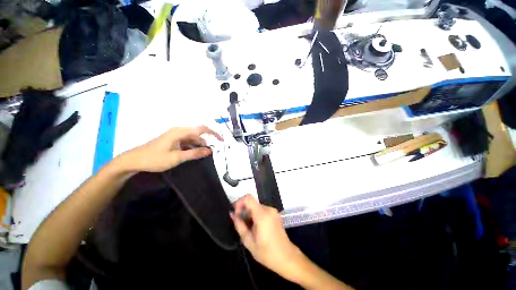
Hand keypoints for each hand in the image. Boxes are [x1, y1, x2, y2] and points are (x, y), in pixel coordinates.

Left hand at [116, 126, 222, 172]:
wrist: (134, 160)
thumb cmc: (155, 158)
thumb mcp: (177, 157)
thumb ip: (194, 153)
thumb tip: (210, 150)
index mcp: (180, 132)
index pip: (202, 129)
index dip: (213, 133)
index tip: (221, 141)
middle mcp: (179, 131)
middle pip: (198, 134)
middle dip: (205, 143)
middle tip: (210, 154)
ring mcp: (175, 136)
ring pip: (192, 139)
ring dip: (198, 146)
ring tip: (202, 156)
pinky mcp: (173, 141)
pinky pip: (187, 142)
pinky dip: (192, 148)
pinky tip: (192, 155)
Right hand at [230, 195, 302, 280]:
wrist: (287, 257)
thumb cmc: (267, 253)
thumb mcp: (249, 241)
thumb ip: (239, 225)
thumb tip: (232, 214)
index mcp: (262, 214)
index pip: (248, 198)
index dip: (239, 203)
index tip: (236, 214)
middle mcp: (268, 209)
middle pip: (252, 203)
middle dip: (244, 211)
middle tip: (241, 225)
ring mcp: (273, 211)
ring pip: (256, 206)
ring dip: (249, 214)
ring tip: (249, 229)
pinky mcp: (275, 214)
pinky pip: (262, 210)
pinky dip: (255, 215)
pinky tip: (256, 228)